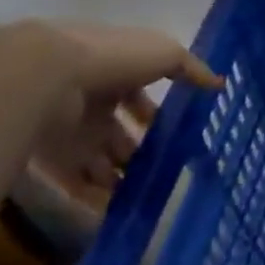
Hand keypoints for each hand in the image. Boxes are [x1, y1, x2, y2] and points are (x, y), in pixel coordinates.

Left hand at [0, 21, 223, 215]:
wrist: (47, 76)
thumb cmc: (111, 59)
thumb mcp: (163, 53)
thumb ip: (191, 68)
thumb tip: (218, 84)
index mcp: (111, 73)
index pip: (135, 96)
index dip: (154, 114)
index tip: (176, 134)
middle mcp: (89, 102)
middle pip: (117, 133)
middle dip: (138, 152)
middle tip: (164, 171)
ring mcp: (70, 131)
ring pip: (100, 161)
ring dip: (121, 179)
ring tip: (148, 197)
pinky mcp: (53, 159)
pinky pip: (78, 184)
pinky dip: (97, 199)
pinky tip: (122, 211)